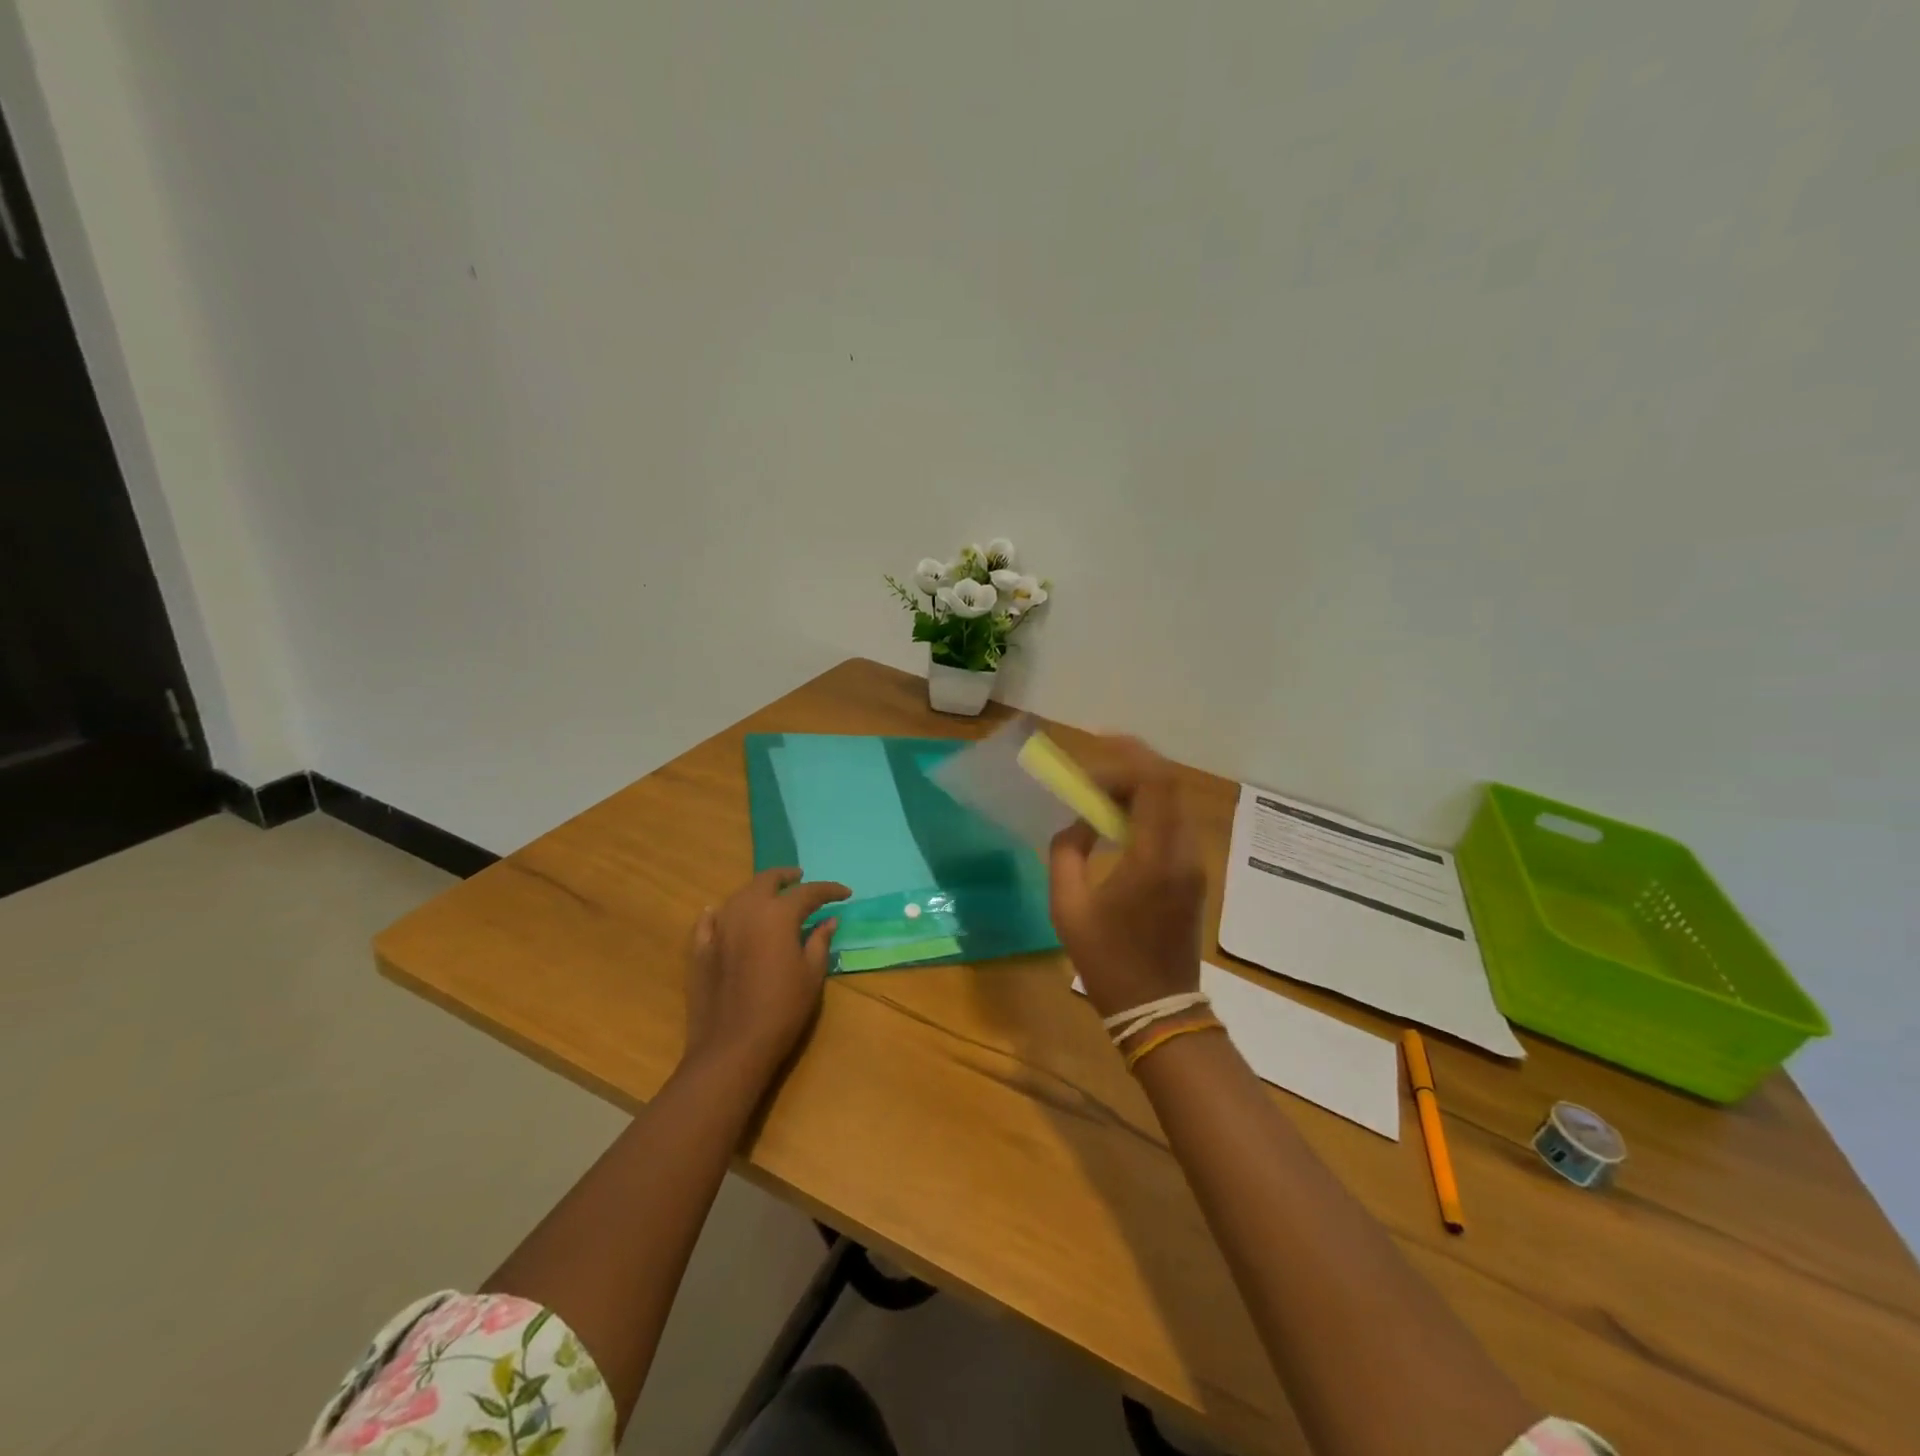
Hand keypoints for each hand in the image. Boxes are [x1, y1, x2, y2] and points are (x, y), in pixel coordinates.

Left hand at [682, 868, 850, 1079]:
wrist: (732, 1047)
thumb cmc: (782, 1009)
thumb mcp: (811, 975)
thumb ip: (819, 941)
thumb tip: (828, 920)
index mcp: (777, 915)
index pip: (808, 892)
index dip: (829, 890)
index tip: (844, 893)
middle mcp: (746, 911)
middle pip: (766, 881)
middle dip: (786, 877)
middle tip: (800, 879)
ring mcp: (719, 928)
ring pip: (739, 896)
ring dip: (758, 892)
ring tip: (771, 898)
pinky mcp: (700, 949)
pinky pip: (710, 921)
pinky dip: (721, 913)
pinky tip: (722, 914)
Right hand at [1049, 737, 1206, 1020]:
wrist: (1157, 1009)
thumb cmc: (1108, 960)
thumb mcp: (1068, 907)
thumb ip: (1066, 853)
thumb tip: (1076, 824)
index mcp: (1153, 858)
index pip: (1155, 784)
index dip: (1130, 755)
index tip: (1098, 744)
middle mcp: (1183, 853)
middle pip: (1167, 786)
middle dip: (1130, 769)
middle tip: (1091, 775)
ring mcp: (1194, 865)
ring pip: (1172, 805)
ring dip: (1138, 791)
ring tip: (1098, 798)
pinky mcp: (1194, 877)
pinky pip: (1173, 827)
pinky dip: (1146, 813)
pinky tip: (1117, 827)